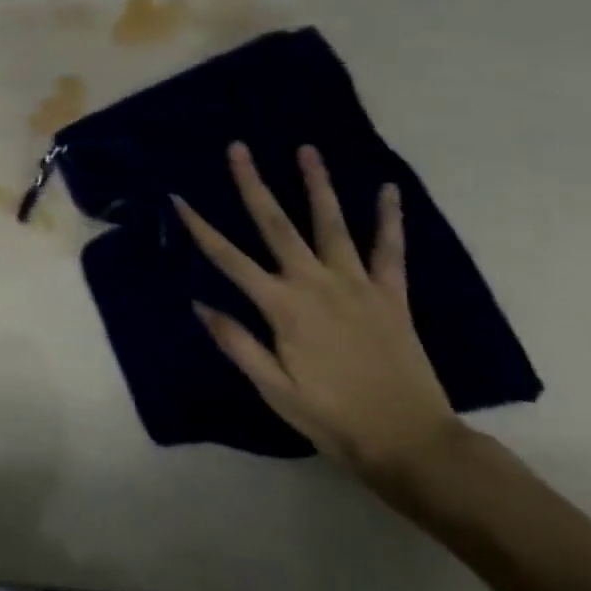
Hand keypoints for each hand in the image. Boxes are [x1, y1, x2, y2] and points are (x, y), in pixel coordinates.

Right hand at [172, 143, 458, 485]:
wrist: (411, 442)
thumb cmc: (332, 417)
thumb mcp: (274, 388)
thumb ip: (237, 342)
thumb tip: (199, 303)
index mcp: (282, 306)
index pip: (229, 258)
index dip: (200, 227)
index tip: (179, 198)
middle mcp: (315, 283)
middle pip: (276, 224)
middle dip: (254, 184)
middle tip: (239, 148)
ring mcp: (356, 284)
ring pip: (331, 224)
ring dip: (317, 184)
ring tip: (307, 149)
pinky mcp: (391, 294)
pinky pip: (390, 250)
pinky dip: (390, 219)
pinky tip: (388, 190)